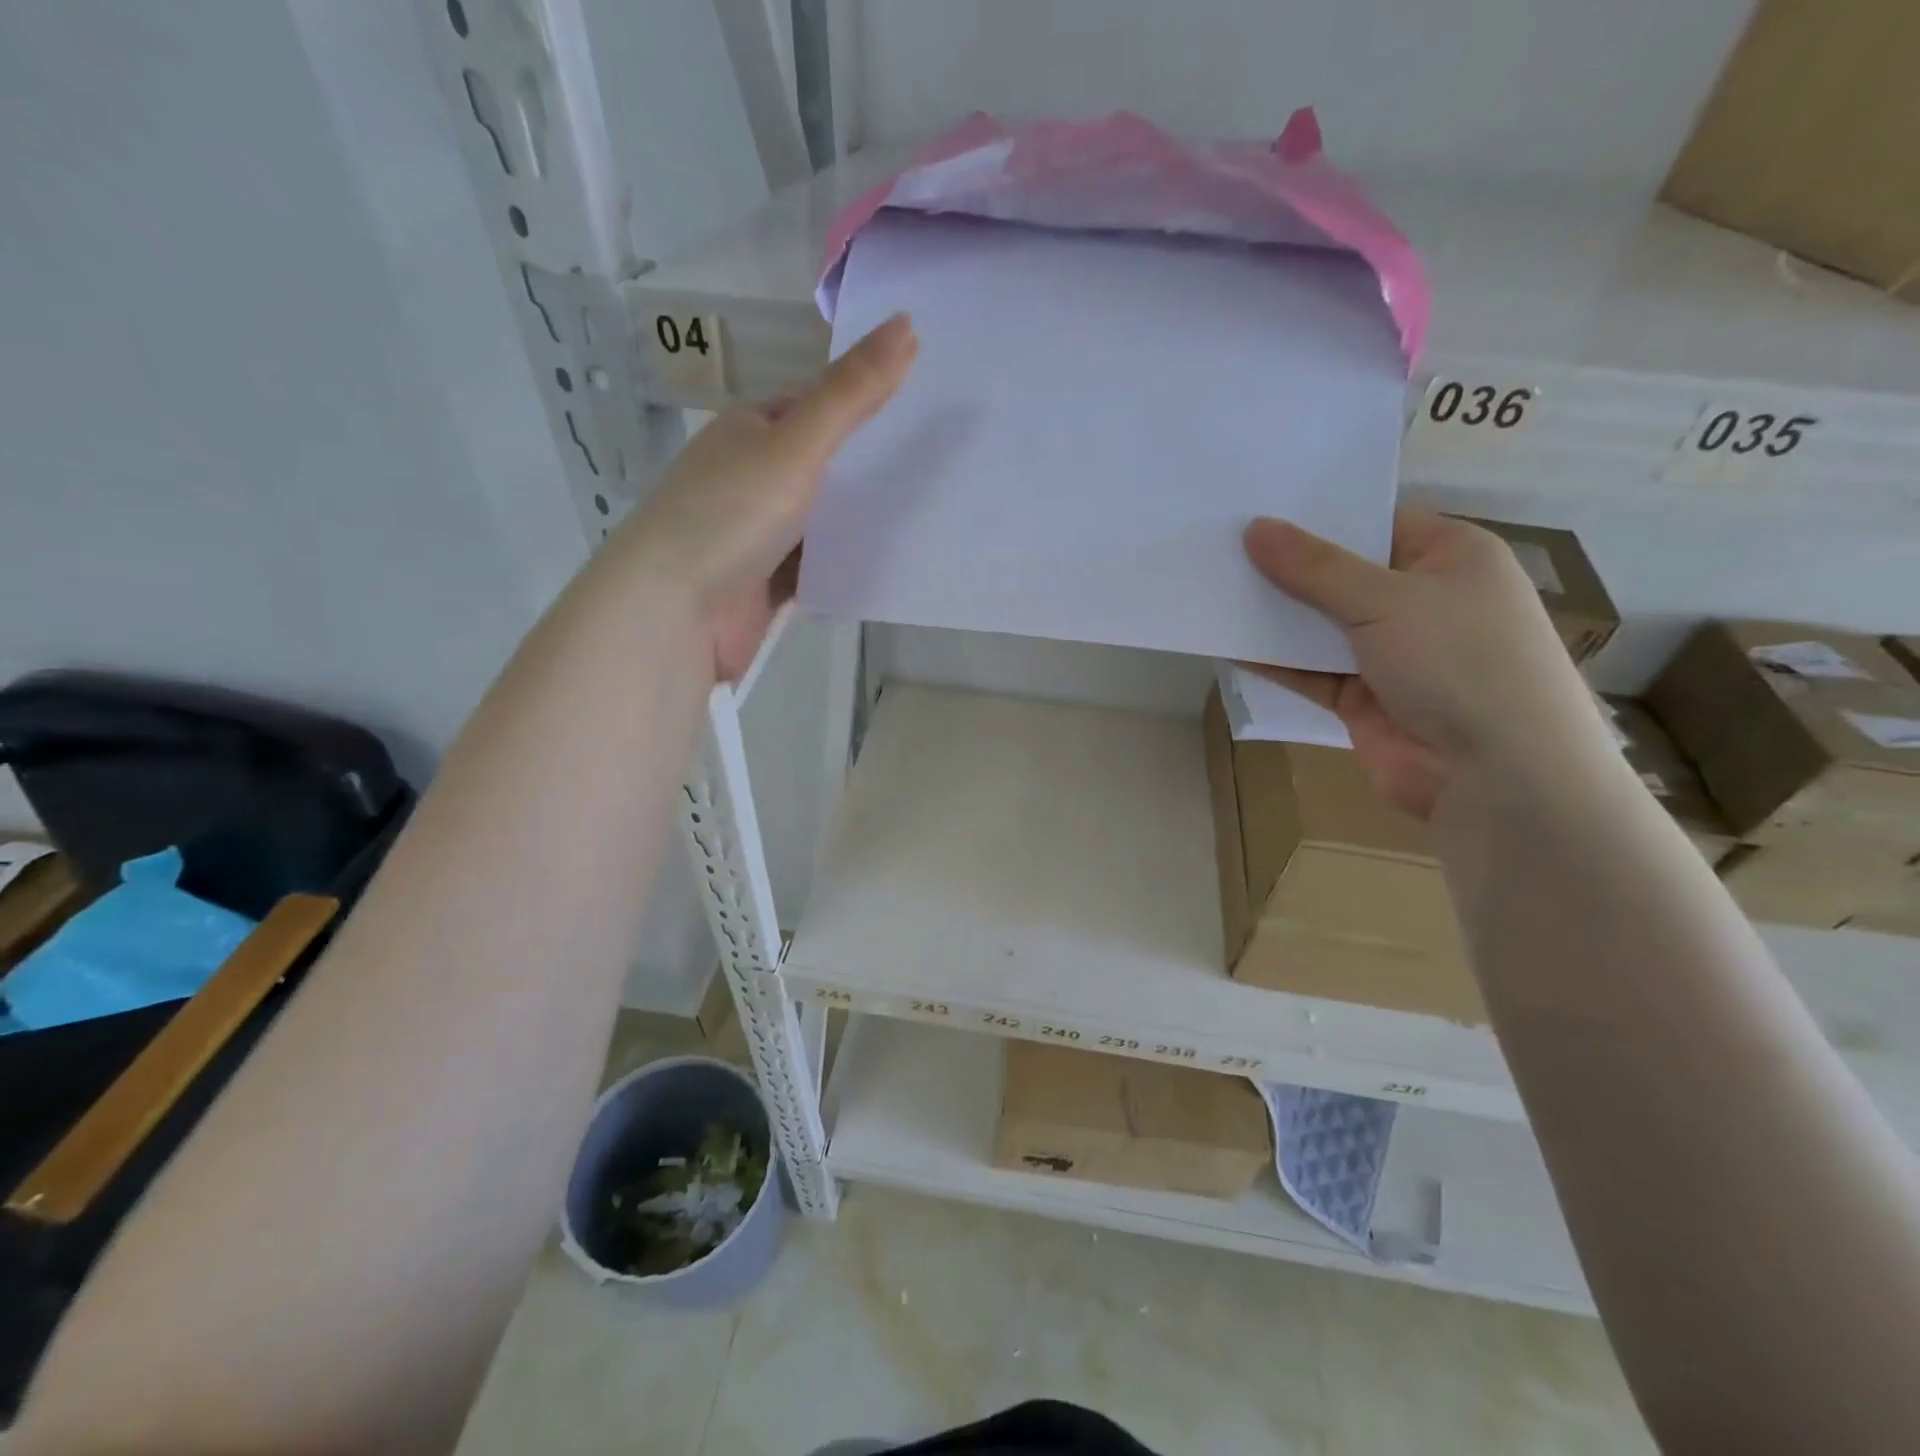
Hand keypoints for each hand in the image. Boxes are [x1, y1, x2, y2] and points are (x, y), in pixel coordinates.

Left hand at [612, 313, 916, 679]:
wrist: (677, 613)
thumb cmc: (730, 515)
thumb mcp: (796, 445)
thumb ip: (850, 395)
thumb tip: (906, 323)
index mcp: (751, 430)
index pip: (818, 403)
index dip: (868, 398)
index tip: (927, 402)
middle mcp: (753, 475)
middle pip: (827, 463)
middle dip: (874, 464)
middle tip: (945, 459)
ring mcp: (761, 533)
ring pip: (827, 519)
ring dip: (866, 518)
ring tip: (936, 508)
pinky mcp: (770, 582)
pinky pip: (822, 564)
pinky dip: (850, 562)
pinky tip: (895, 560)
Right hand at [1242, 507, 1605, 818]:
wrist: (1495, 775)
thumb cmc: (1458, 661)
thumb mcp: (1386, 600)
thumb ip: (1315, 568)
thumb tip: (1255, 529)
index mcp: (1448, 557)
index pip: (1374, 522)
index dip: (1316, 516)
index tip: (1255, 508)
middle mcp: (1420, 599)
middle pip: (1340, 574)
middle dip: (1284, 566)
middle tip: (1219, 545)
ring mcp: (1390, 652)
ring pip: (1320, 624)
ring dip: (1274, 614)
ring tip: (1213, 589)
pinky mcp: (1362, 697)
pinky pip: (1309, 670)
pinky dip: (1275, 660)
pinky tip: (1229, 644)